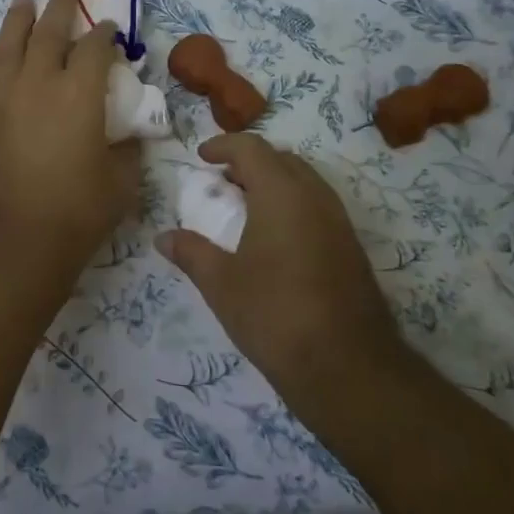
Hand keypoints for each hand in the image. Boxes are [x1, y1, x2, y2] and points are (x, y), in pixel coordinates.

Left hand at [0, 0, 142, 282]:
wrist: (14, 240)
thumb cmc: (77, 212)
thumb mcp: (121, 183)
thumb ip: (126, 151)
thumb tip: (126, 137)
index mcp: (80, 95)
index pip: (95, 49)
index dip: (104, 34)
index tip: (109, 27)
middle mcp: (40, 84)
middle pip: (49, 33)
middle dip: (60, 9)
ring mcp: (5, 98)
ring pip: (10, 44)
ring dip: (19, 19)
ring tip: (24, 2)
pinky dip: (0, 54)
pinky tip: (0, 49)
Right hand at [157, 134, 407, 422]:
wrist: (347, 367)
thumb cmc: (275, 315)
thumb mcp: (222, 284)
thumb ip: (191, 253)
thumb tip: (163, 237)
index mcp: (282, 194)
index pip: (252, 148)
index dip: (223, 146)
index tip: (201, 158)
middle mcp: (315, 197)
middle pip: (282, 159)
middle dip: (249, 162)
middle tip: (221, 183)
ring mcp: (339, 221)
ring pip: (304, 181)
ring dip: (273, 182)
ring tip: (245, 208)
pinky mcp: (351, 246)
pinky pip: (318, 205)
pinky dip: (292, 204)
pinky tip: (274, 239)